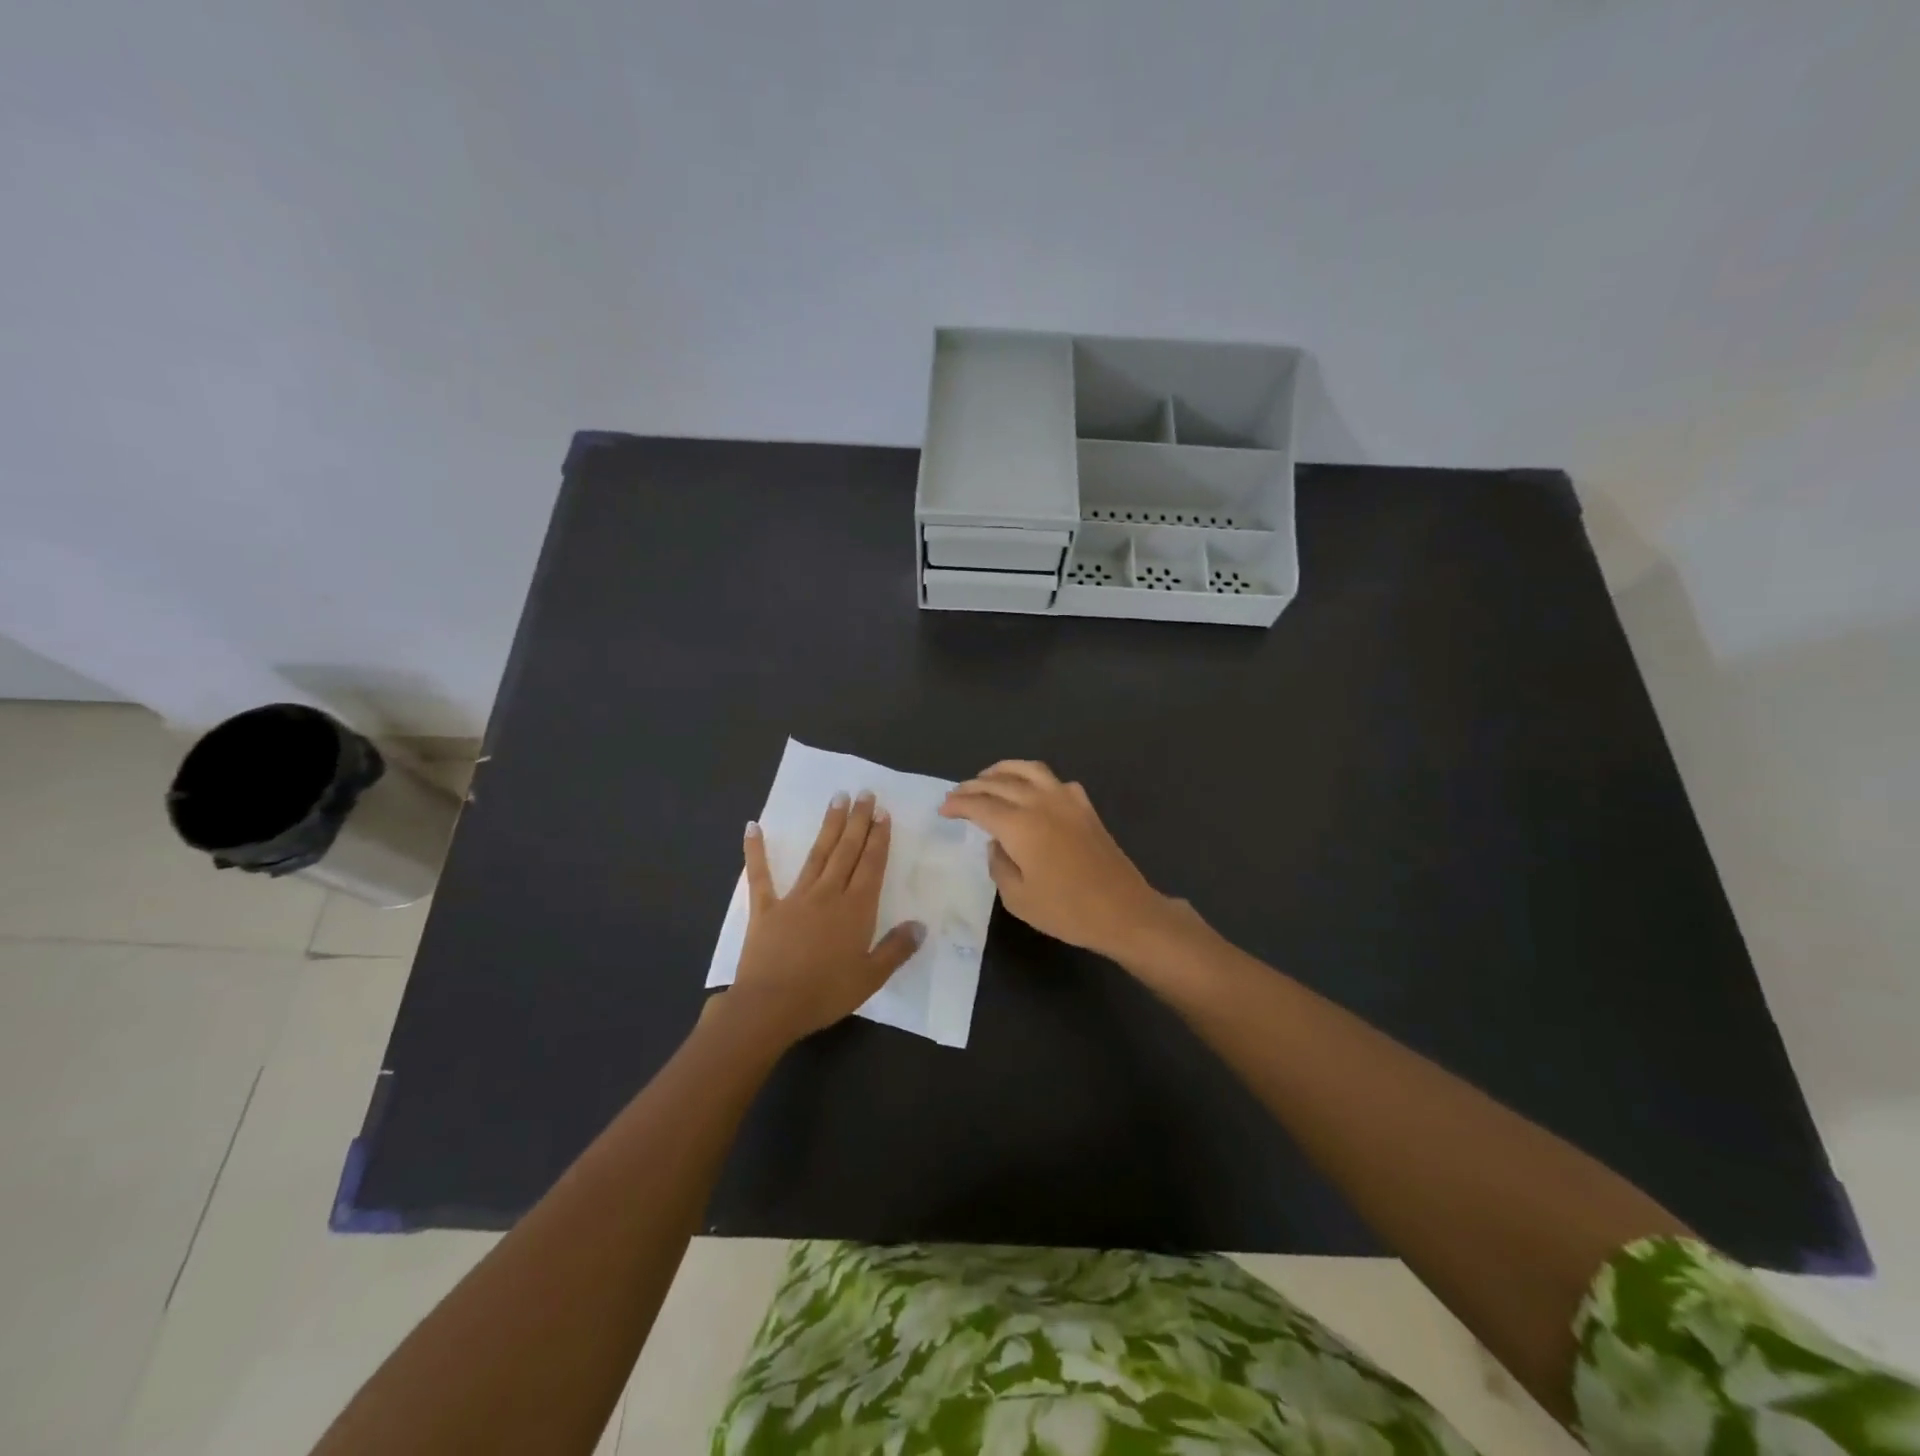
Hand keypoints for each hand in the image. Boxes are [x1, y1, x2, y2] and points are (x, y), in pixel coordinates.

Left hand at [725, 791, 924, 1045]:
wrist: (771, 1006)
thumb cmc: (825, 993)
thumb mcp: (871, 977)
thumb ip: (896, 949)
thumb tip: (920, 925)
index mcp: (856, 909)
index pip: (871, 865)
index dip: (878, 838)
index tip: (882, 813)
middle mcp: (828, 894)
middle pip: (847, 851)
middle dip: (857, 821)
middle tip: (864, 793)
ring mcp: (795, 897)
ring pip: (817, 854)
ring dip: (829, 826)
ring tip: (837, 800)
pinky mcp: (766, 908)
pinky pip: (760, 875)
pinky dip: (756, 851)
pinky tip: (753, 827)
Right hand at [939, 761, 1175, 960]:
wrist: (1123, 911)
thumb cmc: (1067, 910)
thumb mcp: (1018, 898)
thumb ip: (999, 865)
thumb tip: (997, 843)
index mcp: (1019, 825)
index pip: (980, 805)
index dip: (958, 805)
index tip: (943, 810)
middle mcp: (1041, 802)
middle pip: (1000, 782)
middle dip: (973, 786)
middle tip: (957, 795)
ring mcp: (1067, 800)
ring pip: (1028, 770)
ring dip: (1003, 770)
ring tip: (988, 778)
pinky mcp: (1085, 807)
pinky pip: (1054, 780)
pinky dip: (1035, 779)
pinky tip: (1032, 791)